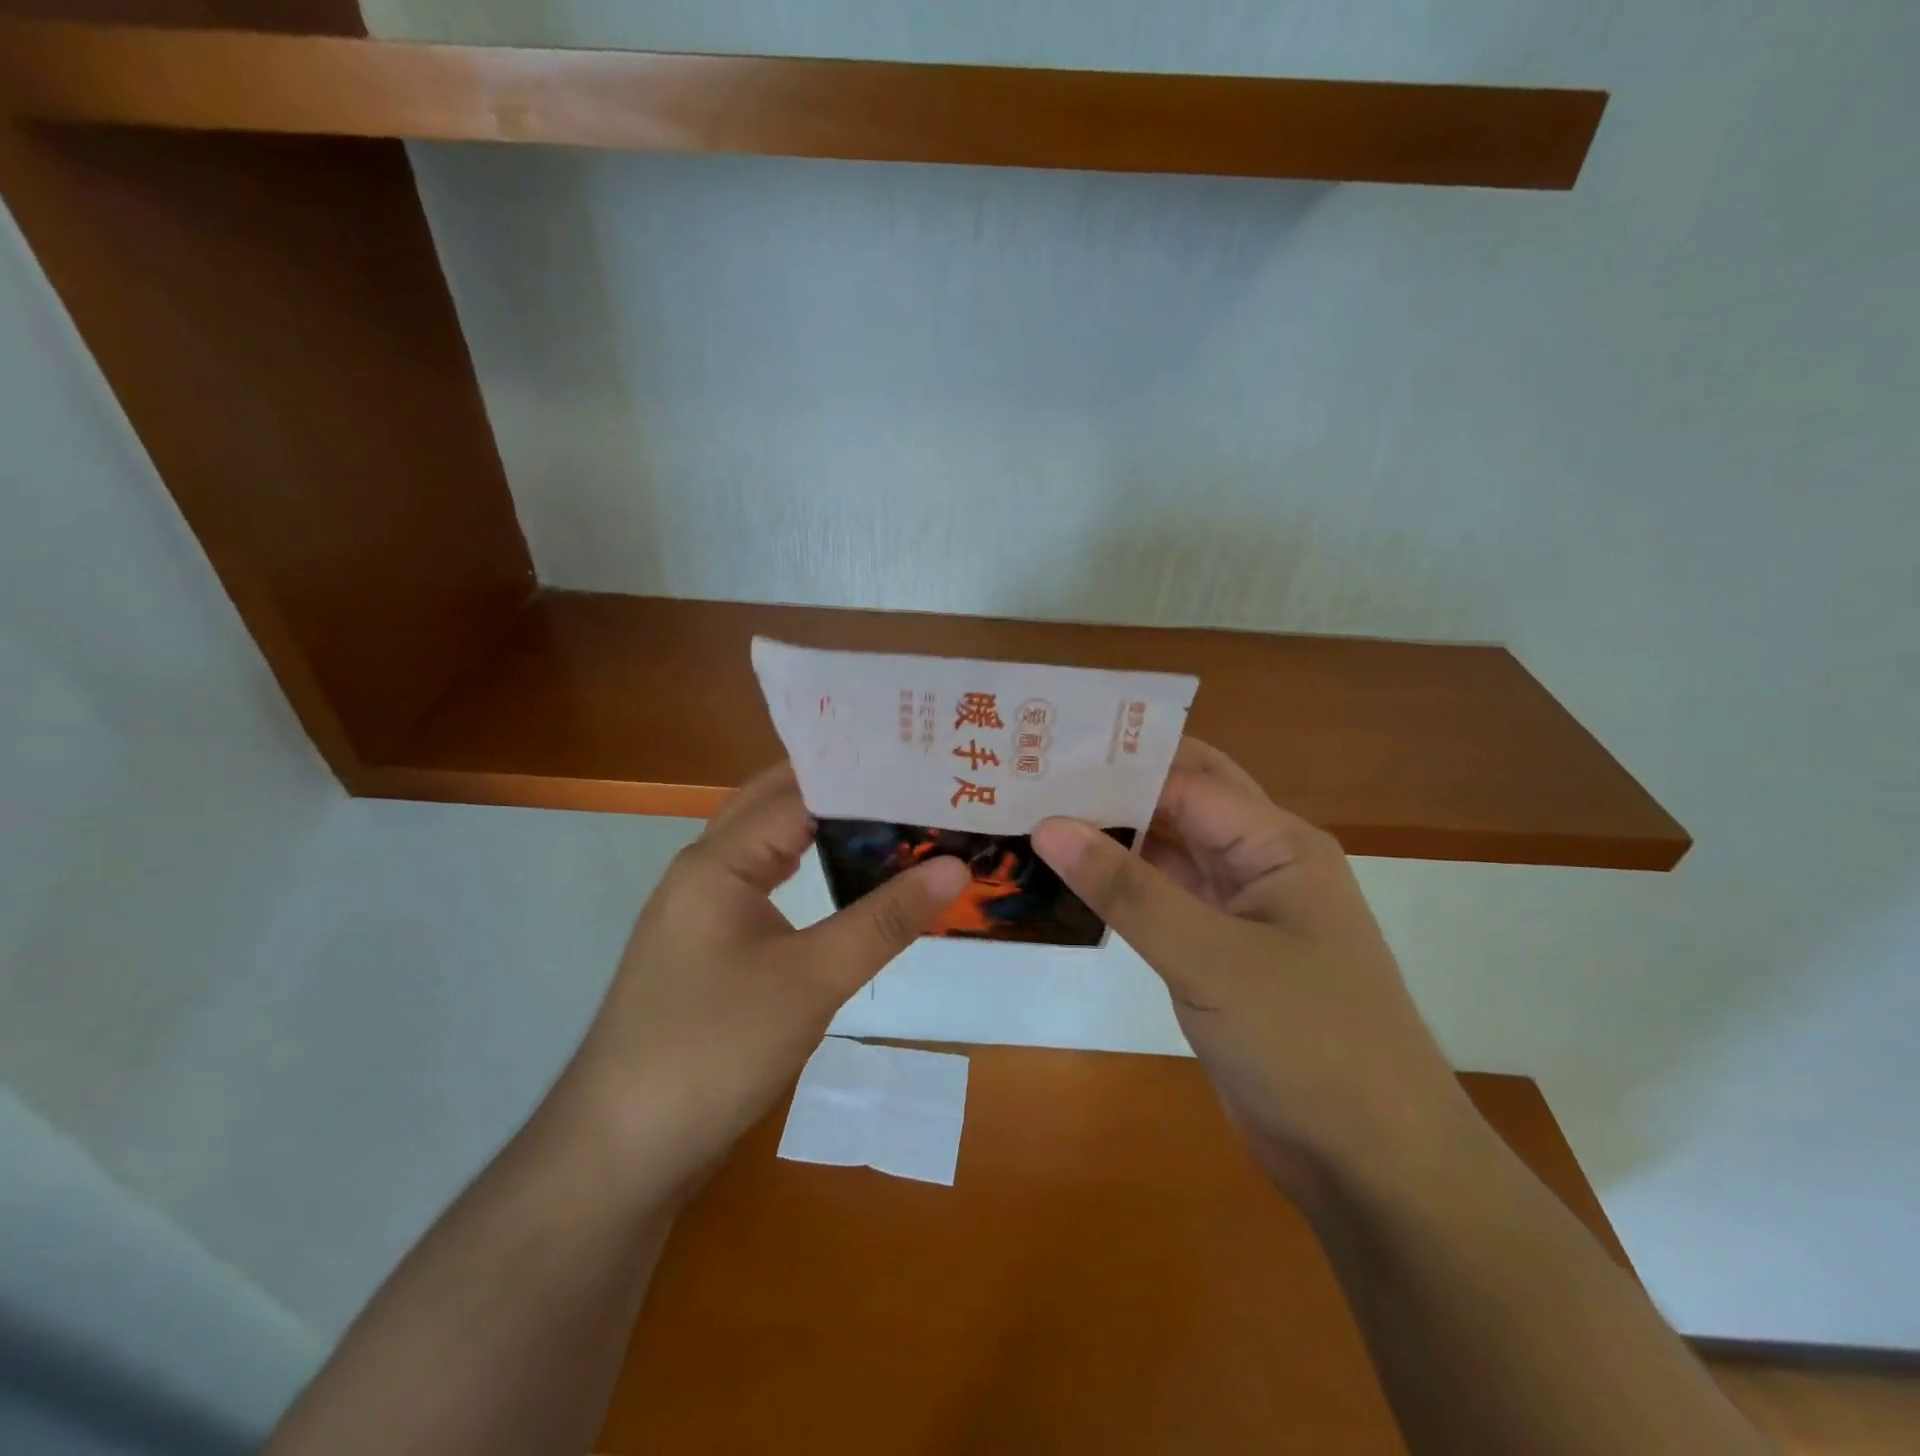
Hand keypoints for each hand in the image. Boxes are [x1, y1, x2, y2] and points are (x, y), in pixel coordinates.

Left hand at [563, 764, 968, 1203]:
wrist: (622, 1151)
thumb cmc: (713, 1050)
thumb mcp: (811, 981)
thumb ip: (885, 920)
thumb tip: (956, 866)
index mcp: (718, 861)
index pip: (798, 791)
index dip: (861, 775)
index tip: (923, 764)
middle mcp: (705, 870)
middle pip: (777, 806)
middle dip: (840, 788)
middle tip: (912, 780)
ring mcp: (704, 910)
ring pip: (770, 846)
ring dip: (823, 827)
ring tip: (892, 816)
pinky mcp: (711, 947)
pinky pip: (765, 884)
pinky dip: (808, 867)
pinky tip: (844, 878)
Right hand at [1033, 740, 1474, 1202]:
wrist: (1374, 1165)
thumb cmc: (1308, 1044)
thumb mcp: (1210, 959)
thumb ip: (1127, 890)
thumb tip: (1048, 825)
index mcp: (1275, 842)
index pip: (1183, 779)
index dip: (1113, 764)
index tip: (1041, 754)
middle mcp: (1259, 862)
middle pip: (1178, 804)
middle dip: (1113, 787)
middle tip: (1034, 773)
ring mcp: (1240, 910)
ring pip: (1166, 853)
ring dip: (1111, 838)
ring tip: (1034, 816)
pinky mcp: (1219, 954)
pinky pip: (1163, 901)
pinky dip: (1120, 888)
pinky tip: (1068, 880)